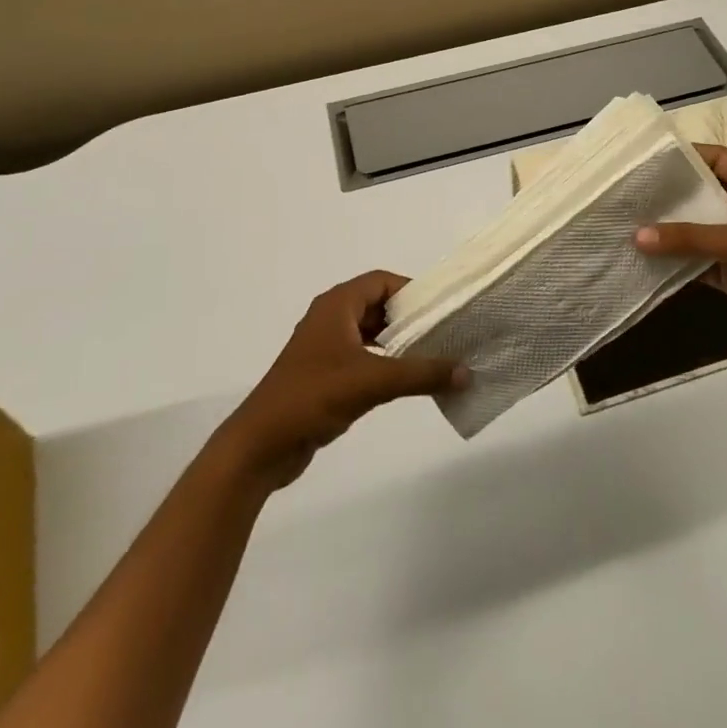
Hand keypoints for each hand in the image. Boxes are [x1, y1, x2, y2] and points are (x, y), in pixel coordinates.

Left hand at [215, 271, 467, 488]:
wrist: (260, 446)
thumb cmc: (312, 397)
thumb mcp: (372, 382)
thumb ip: (420, 374)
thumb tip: (466, 371)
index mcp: (336, 306)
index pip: (382, 281)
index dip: (411, 291)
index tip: (441, 309)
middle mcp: (331, 319)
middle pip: (378, 306)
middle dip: (409, 319)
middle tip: (444, 333)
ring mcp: (326, 349)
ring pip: (371, 334)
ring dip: (398, 343)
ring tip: (433, 357)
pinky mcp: (325, 376)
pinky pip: (363, 359)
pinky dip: (385, 364)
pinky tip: (406, 382)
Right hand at [635, 146, 726, 353]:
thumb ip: (691, 238)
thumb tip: (637, 236)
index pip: (715, 159)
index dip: (685, 154)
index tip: (646, 156)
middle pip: (698, 196)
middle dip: (666, 196)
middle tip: (623, 193)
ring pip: (694, 234)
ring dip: (666, 234)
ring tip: (622, 226)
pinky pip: (695, 266)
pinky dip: (673, 266)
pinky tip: (642, 263)